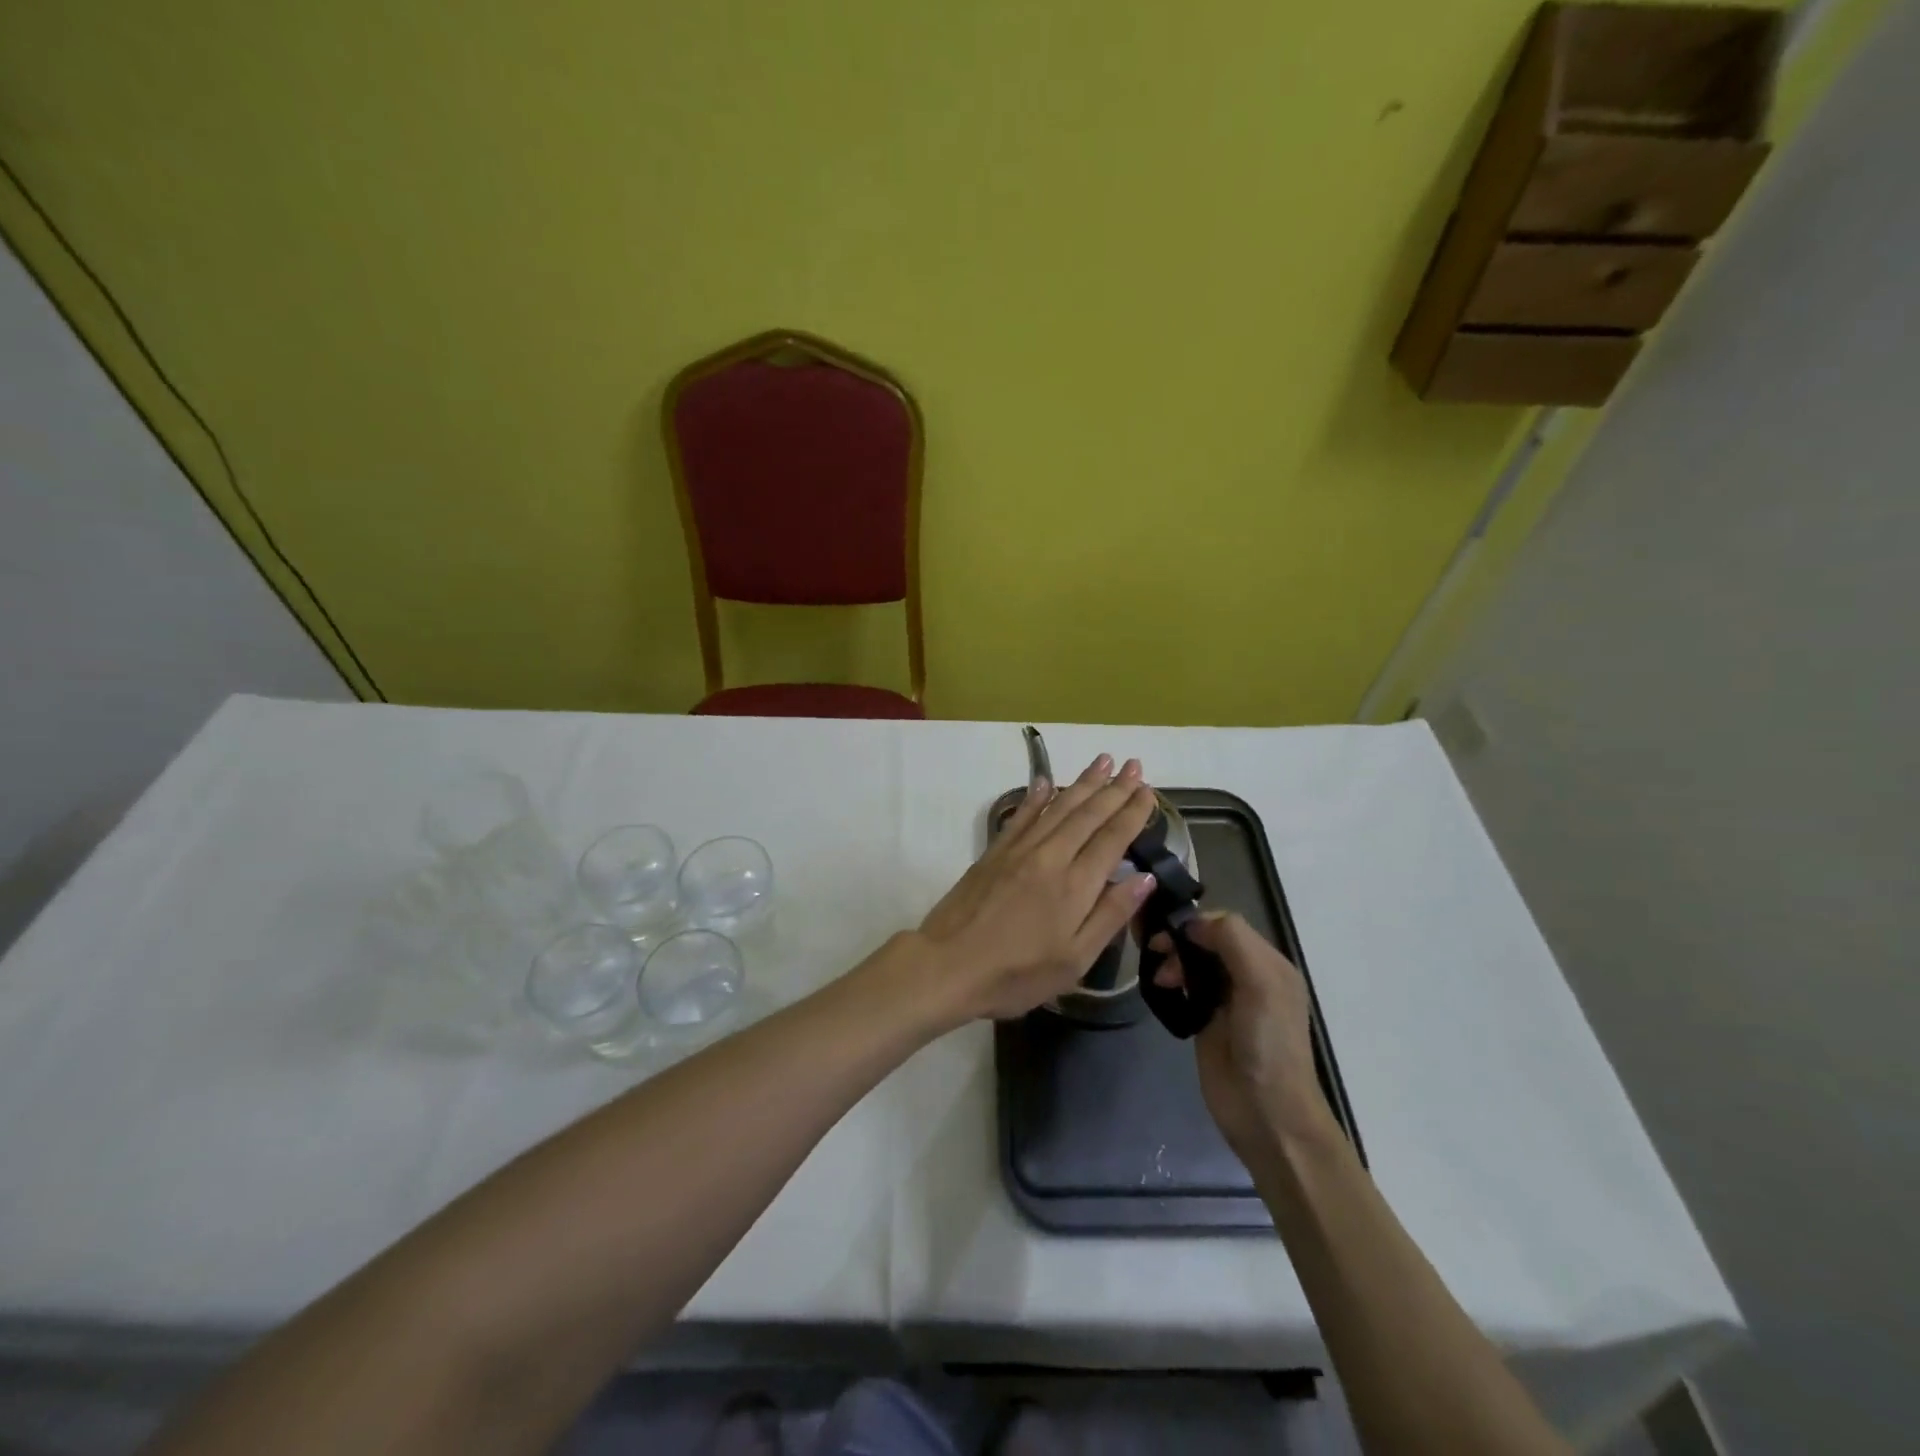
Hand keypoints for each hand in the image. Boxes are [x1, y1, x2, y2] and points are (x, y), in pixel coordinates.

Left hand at [918, 754, 1158, 1020]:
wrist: (948, 965)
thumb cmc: (1017, 973)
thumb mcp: (1075, 959)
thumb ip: (1110, 915)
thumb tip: (1144, 877)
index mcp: (1076, 885)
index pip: (1112, 838)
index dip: (1132, 813)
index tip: (1148, 791)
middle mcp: (1051, 856)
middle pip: (1088, 814)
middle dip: (1114, 788)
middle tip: (1134, 765)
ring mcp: (1019, 850)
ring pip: (1057, 807)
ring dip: (1082, 782)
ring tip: (1102, 760)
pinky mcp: (994, 852)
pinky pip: (1022, 815)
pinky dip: (1036, 796)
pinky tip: (1046, 781)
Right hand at [1150, 912, 1336, 1161]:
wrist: (1266, 1115)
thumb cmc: (1268, 1046)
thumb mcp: (1261, 984)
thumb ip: (1232, 942)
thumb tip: (1191, 924)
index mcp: (1268, 962)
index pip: (1225, 923)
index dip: (1195, 922)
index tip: (1168, 932)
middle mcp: (1248, 974)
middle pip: (1206, 939)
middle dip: (1179, 940)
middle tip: (1155, 951)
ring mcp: (1226, 998)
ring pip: (1193, 960)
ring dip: (1172, 960)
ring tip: (1160, 979)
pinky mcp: (1206, 1019)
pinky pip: (1185, 986)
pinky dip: (1171, 980)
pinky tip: (1161, 988)